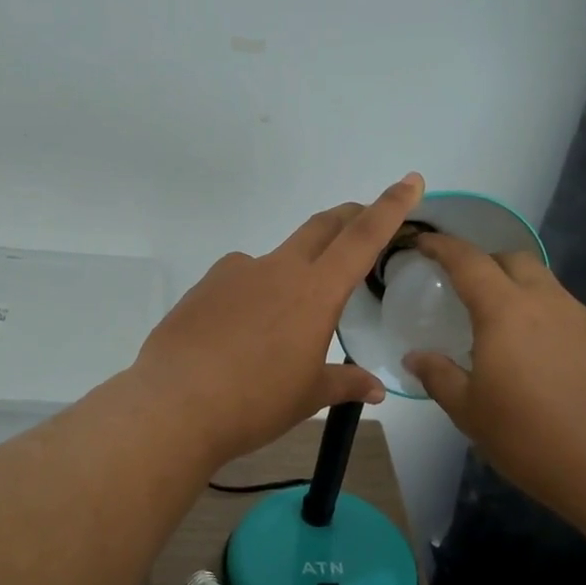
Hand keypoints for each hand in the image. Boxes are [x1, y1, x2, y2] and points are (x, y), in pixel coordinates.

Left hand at [132, 174, 425, 466]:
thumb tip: (375, 388)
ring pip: (276, 258)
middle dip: (348, 216)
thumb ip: (344, 383)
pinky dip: (252, 294)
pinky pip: (239, 280)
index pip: (362, 238)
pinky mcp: (204, 286)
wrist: (175, 404)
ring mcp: (235, 272)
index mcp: (315, 291)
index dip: (390, 207)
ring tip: (283, 321)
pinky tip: (239, 332)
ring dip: (293, 270)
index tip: (410, 180)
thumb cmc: (255, 402)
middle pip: (322, 227)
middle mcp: (277, 269)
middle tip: (363, 218)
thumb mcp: (308, 396)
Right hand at [403, 233, 585, 515]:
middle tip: (464, 289)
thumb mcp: (470, 412)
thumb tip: (416, 357)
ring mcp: (585, 320)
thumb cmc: (533, 438)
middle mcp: (548, 302)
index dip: (442, 246)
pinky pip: (568, 313)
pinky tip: (541, 358)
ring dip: (518, 291)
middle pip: (514, 260)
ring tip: (502, 329)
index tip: (422, 244)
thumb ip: (439, 376)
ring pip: (545, 285)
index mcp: (506, 311)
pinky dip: (545, 318)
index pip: (468, 261)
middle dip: (485, 263)